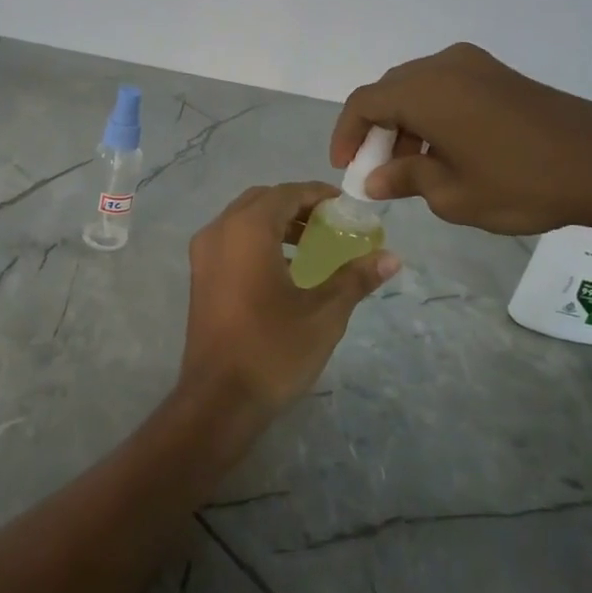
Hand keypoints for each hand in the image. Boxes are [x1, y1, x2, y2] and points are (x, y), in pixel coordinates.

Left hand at [180, 182, 399, 415]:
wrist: (219, 399)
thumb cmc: (273, 349)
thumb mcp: (324, 313)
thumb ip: (355, 278)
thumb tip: (391, 257)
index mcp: (246, 230)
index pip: (285, 193)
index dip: (317, 195)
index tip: (346, 207)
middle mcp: (218, 231)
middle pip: (261, 201)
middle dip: (296, 206)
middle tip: (330, 224)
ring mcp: (203, 254)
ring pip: (242, 220)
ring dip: (276, 223)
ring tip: (312, 245)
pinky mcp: (199, 276)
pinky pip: (230, 241)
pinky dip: (257, 241)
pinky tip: (285, 268)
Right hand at [331, 44, 591, 234]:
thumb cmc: (520, 182)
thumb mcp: (452, 193)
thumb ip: (404, 179)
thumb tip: (375, 180)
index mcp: (423, 91)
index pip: (363, 103)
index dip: (346, 135)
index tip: (347, 169)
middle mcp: (443, 67)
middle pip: (389, 92)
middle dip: (376, 131)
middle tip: (379, 171)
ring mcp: (475, 66)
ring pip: (418, 89)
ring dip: (406, 124)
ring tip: (415, 167)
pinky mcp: (500, 75)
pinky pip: (447, 88)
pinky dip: (433, 115)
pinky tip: (448, 150)